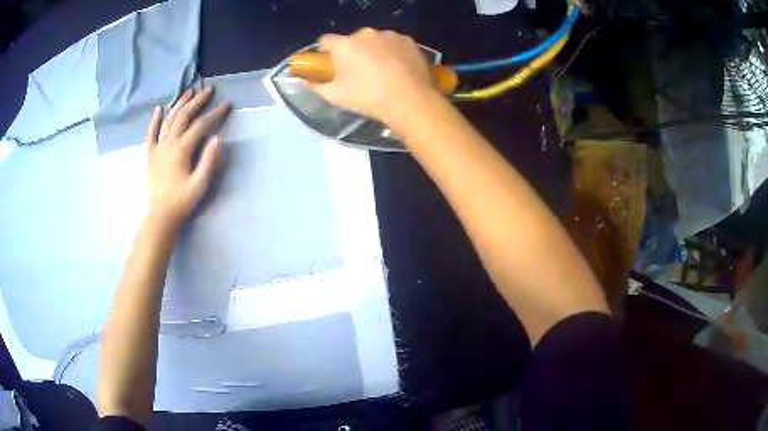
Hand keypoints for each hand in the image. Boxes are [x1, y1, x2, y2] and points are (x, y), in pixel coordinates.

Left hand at [145, 87, 230, 225]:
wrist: (161, 215)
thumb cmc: (182, 201)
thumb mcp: (200, 184)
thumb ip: (209, 161)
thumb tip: (217, 138)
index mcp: (182, 150)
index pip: (200, 125)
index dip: (215, 113)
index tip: (226, 104)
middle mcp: (168, 143)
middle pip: (183, 116)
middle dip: (197, 101)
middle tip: (208, 89)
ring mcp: (157, 147)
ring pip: (168, 119)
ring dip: (179, 104)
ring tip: (189, 92)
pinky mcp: (150, 154)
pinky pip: (151, 133)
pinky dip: (154, 119)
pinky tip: (159, 108)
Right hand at [310, 28, 436, 124]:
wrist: (409, 100)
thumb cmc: (368, 98)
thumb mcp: (335, 96)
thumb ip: (315, 86)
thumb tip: (302, 81)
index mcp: (344, 45)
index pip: (325, 40)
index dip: (325, 51)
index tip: (330, 62)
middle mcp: (365, 34)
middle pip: (352, 40)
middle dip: (352, 51)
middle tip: (358, 71)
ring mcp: (389, 35)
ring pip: (374, 40)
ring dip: (373, 50)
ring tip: (381, 70)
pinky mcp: (407, 40)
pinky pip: (394, 43)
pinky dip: (392, 51)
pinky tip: (398, 68)